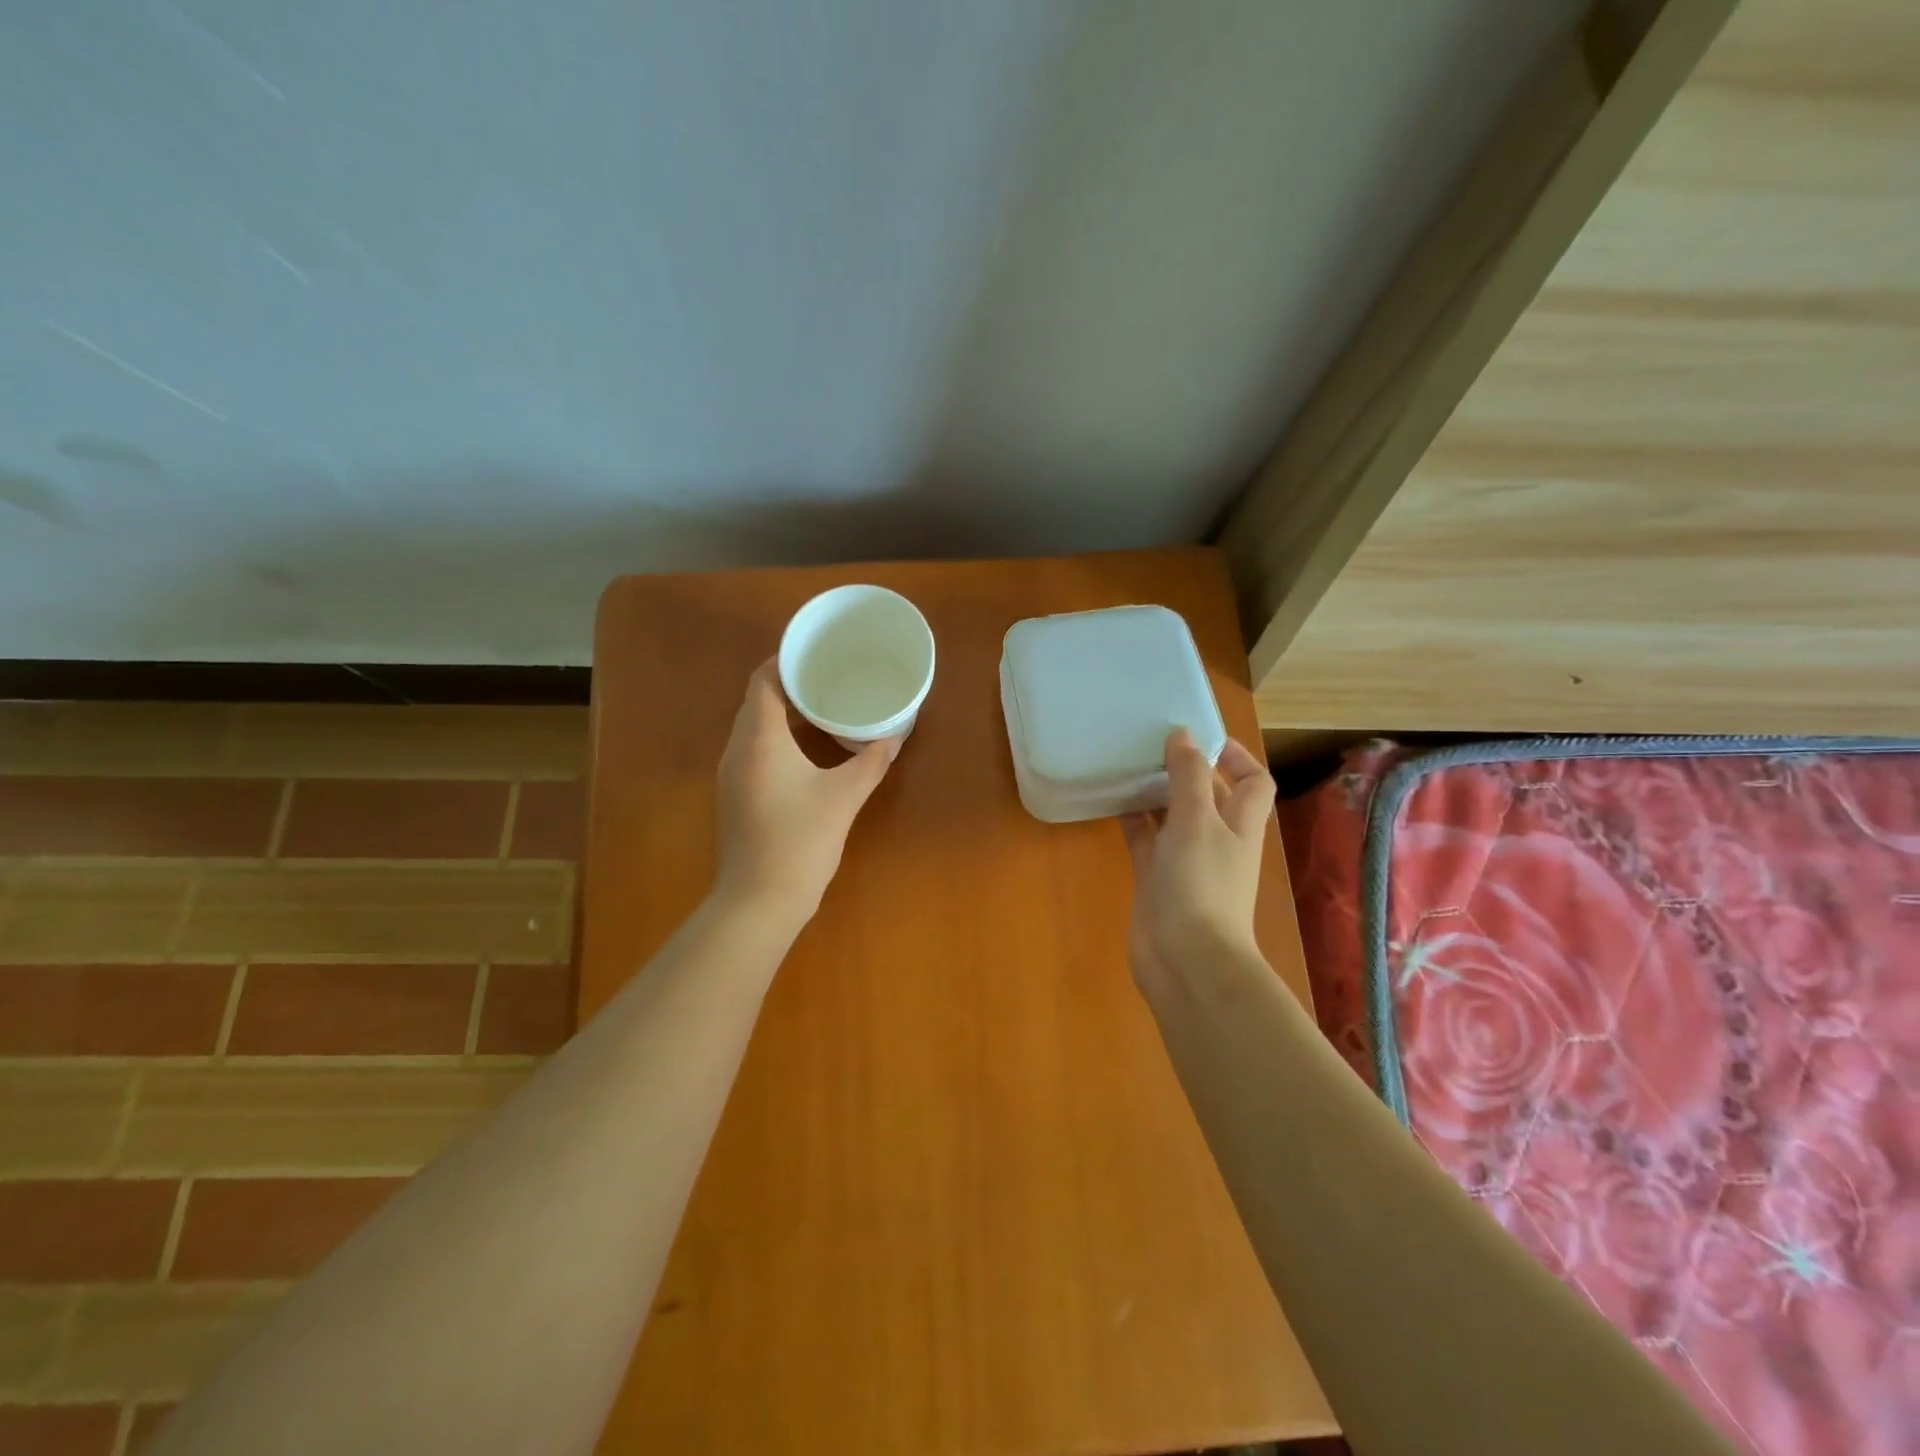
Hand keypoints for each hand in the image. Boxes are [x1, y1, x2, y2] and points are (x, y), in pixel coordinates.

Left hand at [714, 660, 899, 922]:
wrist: (758, 902)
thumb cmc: (800, 842)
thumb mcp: (844, 798)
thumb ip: (871, 762)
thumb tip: (893, 737)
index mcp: (759, 739)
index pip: (763, 680)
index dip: (785, 660)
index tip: (816, 653)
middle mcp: (737, 749)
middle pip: (756, 700)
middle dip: (789, 684)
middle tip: (828, 677)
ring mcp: (731, 773)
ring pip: (753, 726)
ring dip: (783, 712)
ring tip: (822, 706)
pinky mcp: (734, 794)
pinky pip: (753, 748)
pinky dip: (777, 737)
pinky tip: (806, 749)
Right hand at [1120, 730, 1275, 993]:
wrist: (1186, 959)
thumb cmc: (1201, 884)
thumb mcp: (1197, 820)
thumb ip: (1188, 776)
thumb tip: (1183, 736)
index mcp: (1240, 824)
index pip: (1252, 781)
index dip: (1234, 756)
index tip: (1198, 735)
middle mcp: (1216, 838)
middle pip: (1208, 794)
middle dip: (1185, 768)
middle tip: (1150, 742)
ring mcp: (1184, 859)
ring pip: (1172, 814)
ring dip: (1155, 791)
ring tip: (1128, 762)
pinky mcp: (1155, 876)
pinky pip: (1144, 838)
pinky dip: (1132, 818)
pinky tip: (1111, 798)